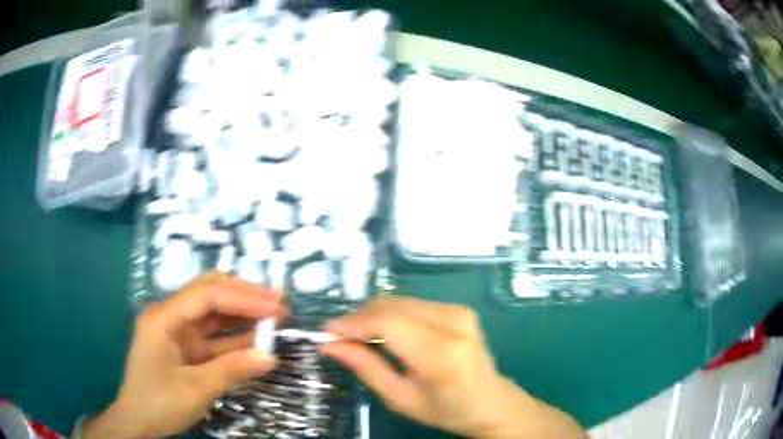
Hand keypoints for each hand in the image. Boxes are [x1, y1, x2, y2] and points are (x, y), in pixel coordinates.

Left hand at [81, 272, 283, 438]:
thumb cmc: (159, 403)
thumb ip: (232, 370)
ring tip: (275, 315)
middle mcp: (170, 316)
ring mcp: (178, 331)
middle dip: (244, 295)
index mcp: (163, 318)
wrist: (139, 422)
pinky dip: (236, 336)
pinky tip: (257, 337)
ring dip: (243, 313)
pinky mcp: (185, 347)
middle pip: (209, 293)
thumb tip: (271, 356)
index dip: (242, 298)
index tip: (275, 307)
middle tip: (279, 302)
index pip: (206, 295)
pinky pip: (214, 336)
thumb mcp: (195, 389)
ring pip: (213, 312)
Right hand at [320, 296, 584, 438]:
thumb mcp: (400, 398)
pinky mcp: (458, 308)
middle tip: (338, 337)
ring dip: (372, 316)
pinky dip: (389, 315)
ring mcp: (459, 311)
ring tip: (357, 337)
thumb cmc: (445, 409)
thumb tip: (330, 344)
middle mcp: (453, 322)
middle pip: (391, 306)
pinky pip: (411, 304)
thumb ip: (365, 367)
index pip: (387, 322)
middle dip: (358, 318)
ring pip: (399, 301)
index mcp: (441, 353)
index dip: (352, 323)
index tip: (327, 333)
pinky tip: (382, 333)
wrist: (490, 402)